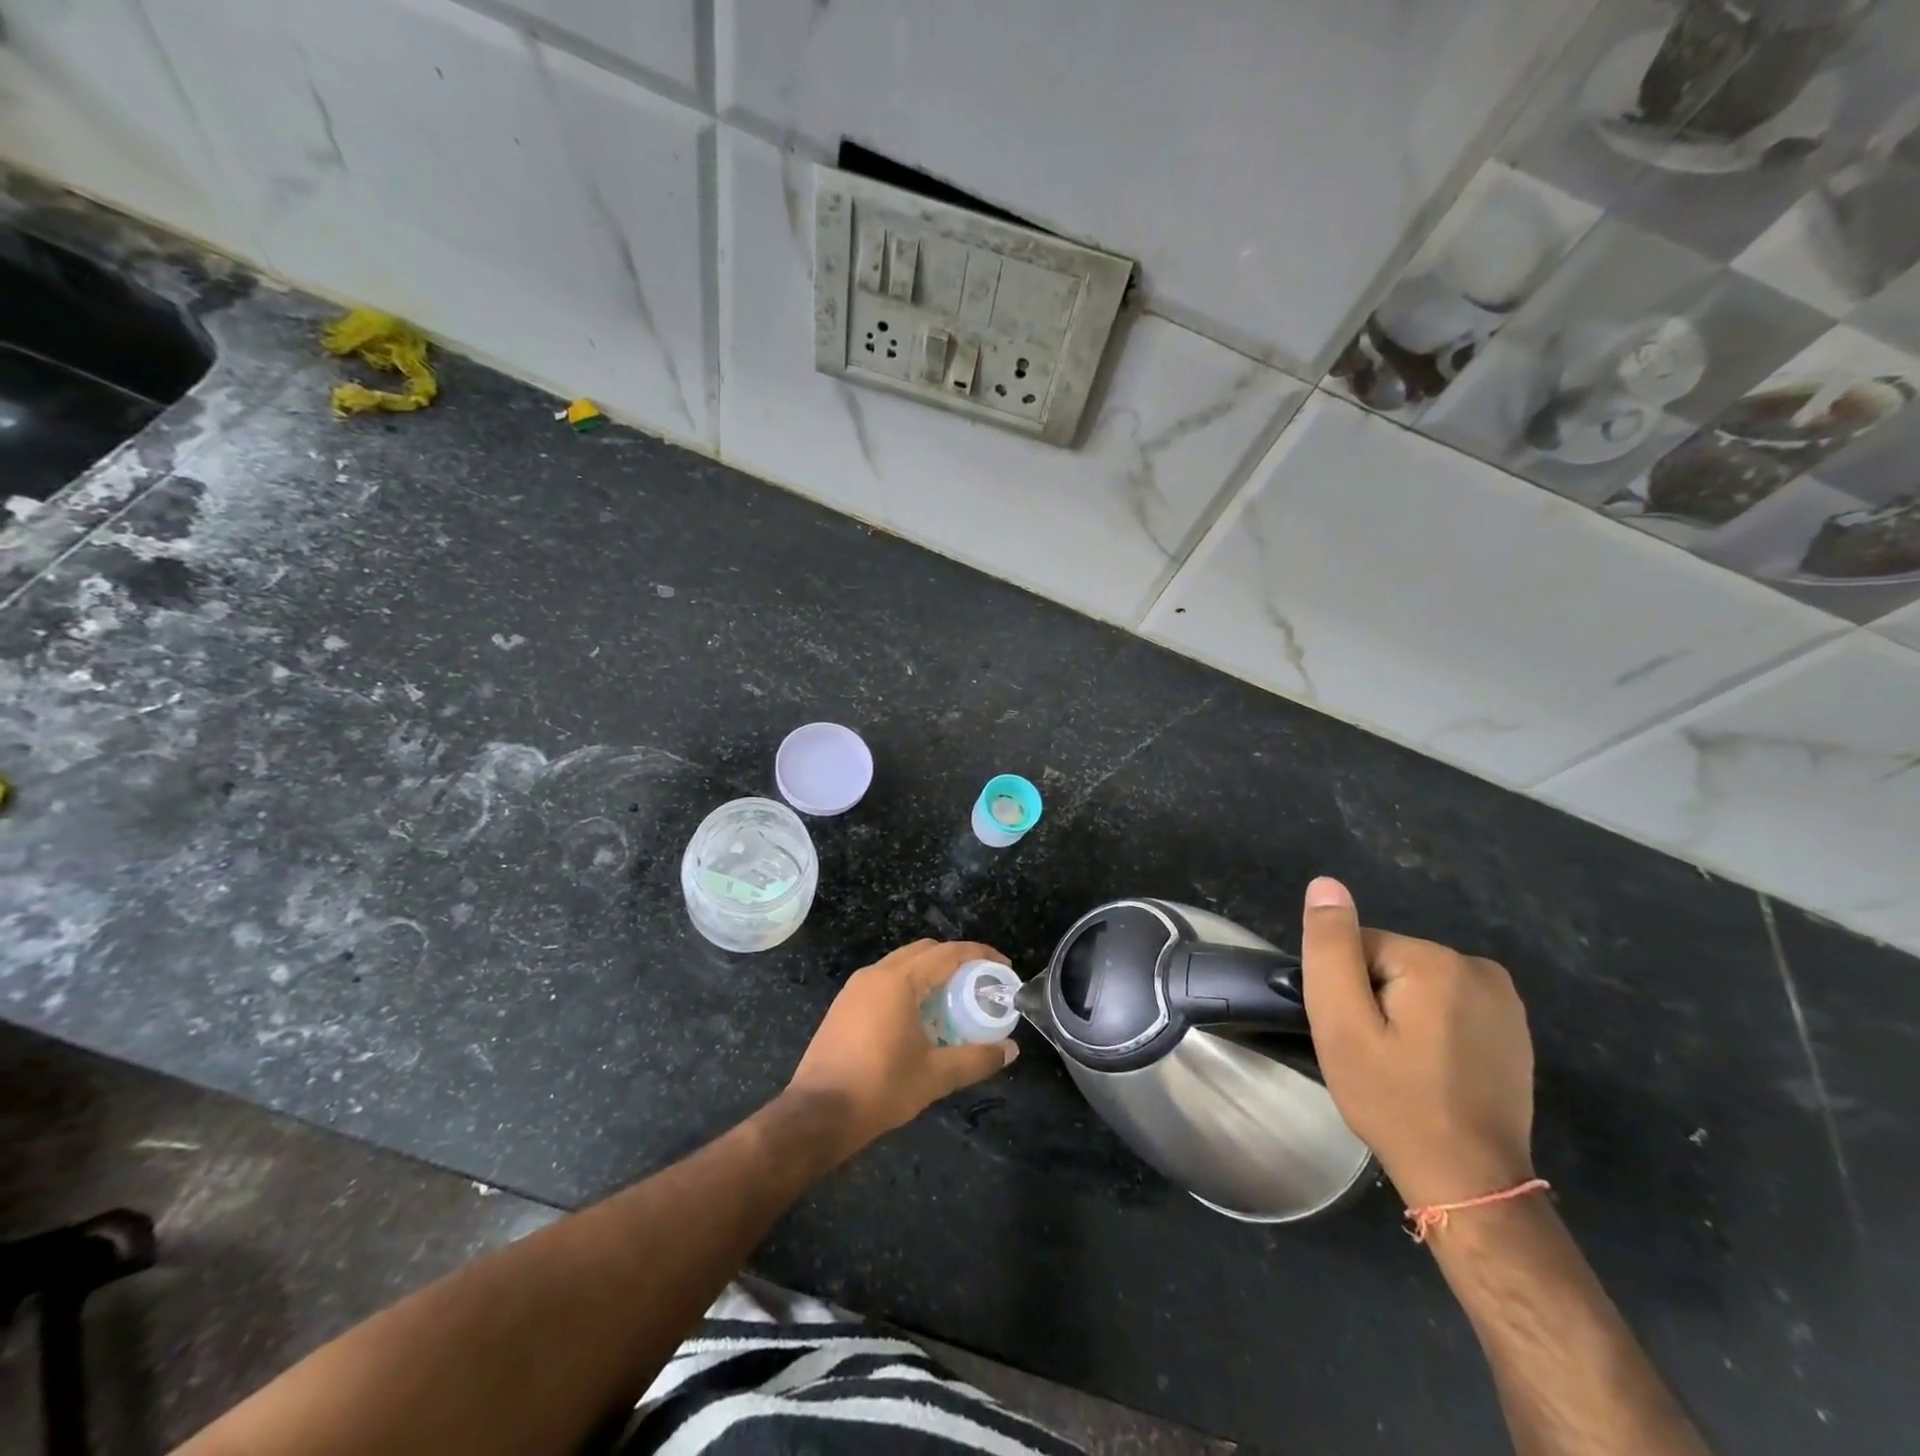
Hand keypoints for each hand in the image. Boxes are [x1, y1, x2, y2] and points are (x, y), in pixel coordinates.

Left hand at [785, 939, 1018, 1157]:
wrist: (818, 1113)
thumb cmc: (880, 1088)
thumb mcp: (936, 1075)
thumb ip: (976, 1059)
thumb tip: (1010, 1050)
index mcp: (899, 981)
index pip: (947, 953)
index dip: (979, 955)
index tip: (1003, 967)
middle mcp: (876, 974)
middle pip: (924, 951)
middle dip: (955, 959)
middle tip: (980, 982)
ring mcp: (855, 988)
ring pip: (902, 964)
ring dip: (930, 972)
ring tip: (954, 998)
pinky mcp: (844, 1005)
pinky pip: (885, 980)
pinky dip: (909, 985)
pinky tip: (920, 1015)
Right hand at [1300, 877, 1534, 1207]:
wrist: (1469, 1180)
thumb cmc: (1394, 1099)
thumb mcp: (1342, 1022)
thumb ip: (1331, 948)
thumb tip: (1326, 884)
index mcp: (1433, 960)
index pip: (1356, 948)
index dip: (1343, 991)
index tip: (1353, 1036)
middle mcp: (1476, 966)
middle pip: (1388, 963)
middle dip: (1372, 1000)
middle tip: (1373, 1054)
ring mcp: (1503, 998)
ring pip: (1415, 983)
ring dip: (1399, 1014)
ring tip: (1401, 1065)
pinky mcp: (1512, 1027)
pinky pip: (1447, 1004)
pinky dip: (1430, 1027)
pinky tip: (1433, 1068)